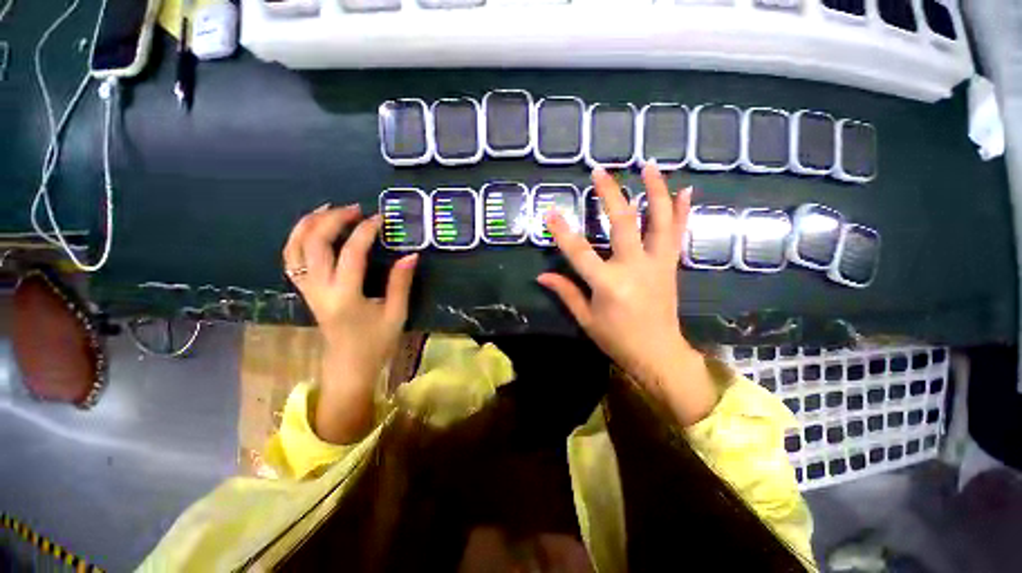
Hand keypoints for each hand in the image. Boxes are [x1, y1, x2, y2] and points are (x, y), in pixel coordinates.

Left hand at [283, 204, 417, 441]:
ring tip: (328, 209)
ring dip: (308, 224)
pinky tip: (313, 229)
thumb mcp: (396, 314)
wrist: (348, 366)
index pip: (351, 254)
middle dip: (333, 220)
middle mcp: (320, 290)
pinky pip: (292, 260)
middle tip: (355, 209)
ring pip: (295, 249)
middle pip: (315, 244)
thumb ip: (401, 283)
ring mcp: (308, 290)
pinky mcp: (306, 292)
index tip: (380, 218)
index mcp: (345, 297)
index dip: (365, 231)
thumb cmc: (376, 343)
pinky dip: (298, 239)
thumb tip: (411, 255)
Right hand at [537, 166, 716, 424]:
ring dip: (655, 190)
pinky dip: (682, 211)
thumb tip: (542, 276)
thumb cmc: (617, 339)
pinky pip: (677, 234)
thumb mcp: (586, 319)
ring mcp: (657, 264)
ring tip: (649, 165)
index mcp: (608, 284)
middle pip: (622, 223)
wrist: (658, 353)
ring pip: (658, 220)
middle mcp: (634, 267)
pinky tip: (686, 190)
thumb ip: (566, 292)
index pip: (579, 252)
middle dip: (610, 194)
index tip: (550, 212)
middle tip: (599, 171)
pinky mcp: (670, 265)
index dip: (562, 232)